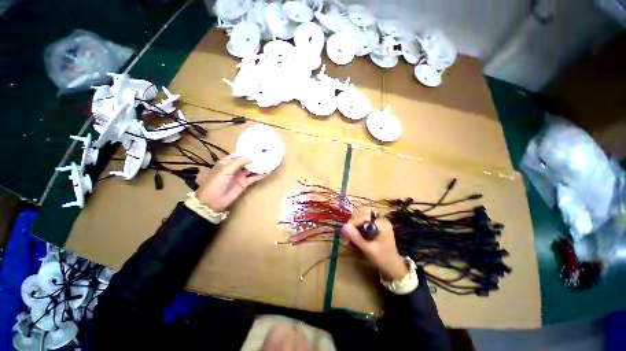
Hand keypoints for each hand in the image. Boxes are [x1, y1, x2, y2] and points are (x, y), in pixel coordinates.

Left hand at [195, 155, 264, 211]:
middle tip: (265, 154)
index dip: (246, 152)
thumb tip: (252, 157)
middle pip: (246, 162)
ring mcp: (240, 176)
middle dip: (254, 159)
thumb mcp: (226, 169)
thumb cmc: (216, 182)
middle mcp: (234, 168)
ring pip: (251, 169)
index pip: (238, 155)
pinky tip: (267, 172)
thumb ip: (239, 162)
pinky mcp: (244, 184)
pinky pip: (253, 178)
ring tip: (268, 161)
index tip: (256, 148)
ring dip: (258, 166)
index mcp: (227, 162)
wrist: (213, 200)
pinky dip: (260, 175)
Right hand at [341, 211, 408, 280]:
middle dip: (352, 225)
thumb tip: (344, 227)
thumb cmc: (383, 259)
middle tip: (345, 236)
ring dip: (353, 227)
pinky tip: (353, 237)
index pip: (363, 216)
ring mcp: (378, 223)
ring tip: (348, 238)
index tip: (344, 232)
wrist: (394, 268)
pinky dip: (357, 229)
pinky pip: (363, 223)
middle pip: (361, 216)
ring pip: (361, 219)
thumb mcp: (368, 249)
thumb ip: (356, 237)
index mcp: (381, 223)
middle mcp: (380, 220)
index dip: (353, 222)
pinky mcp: (375, 227)